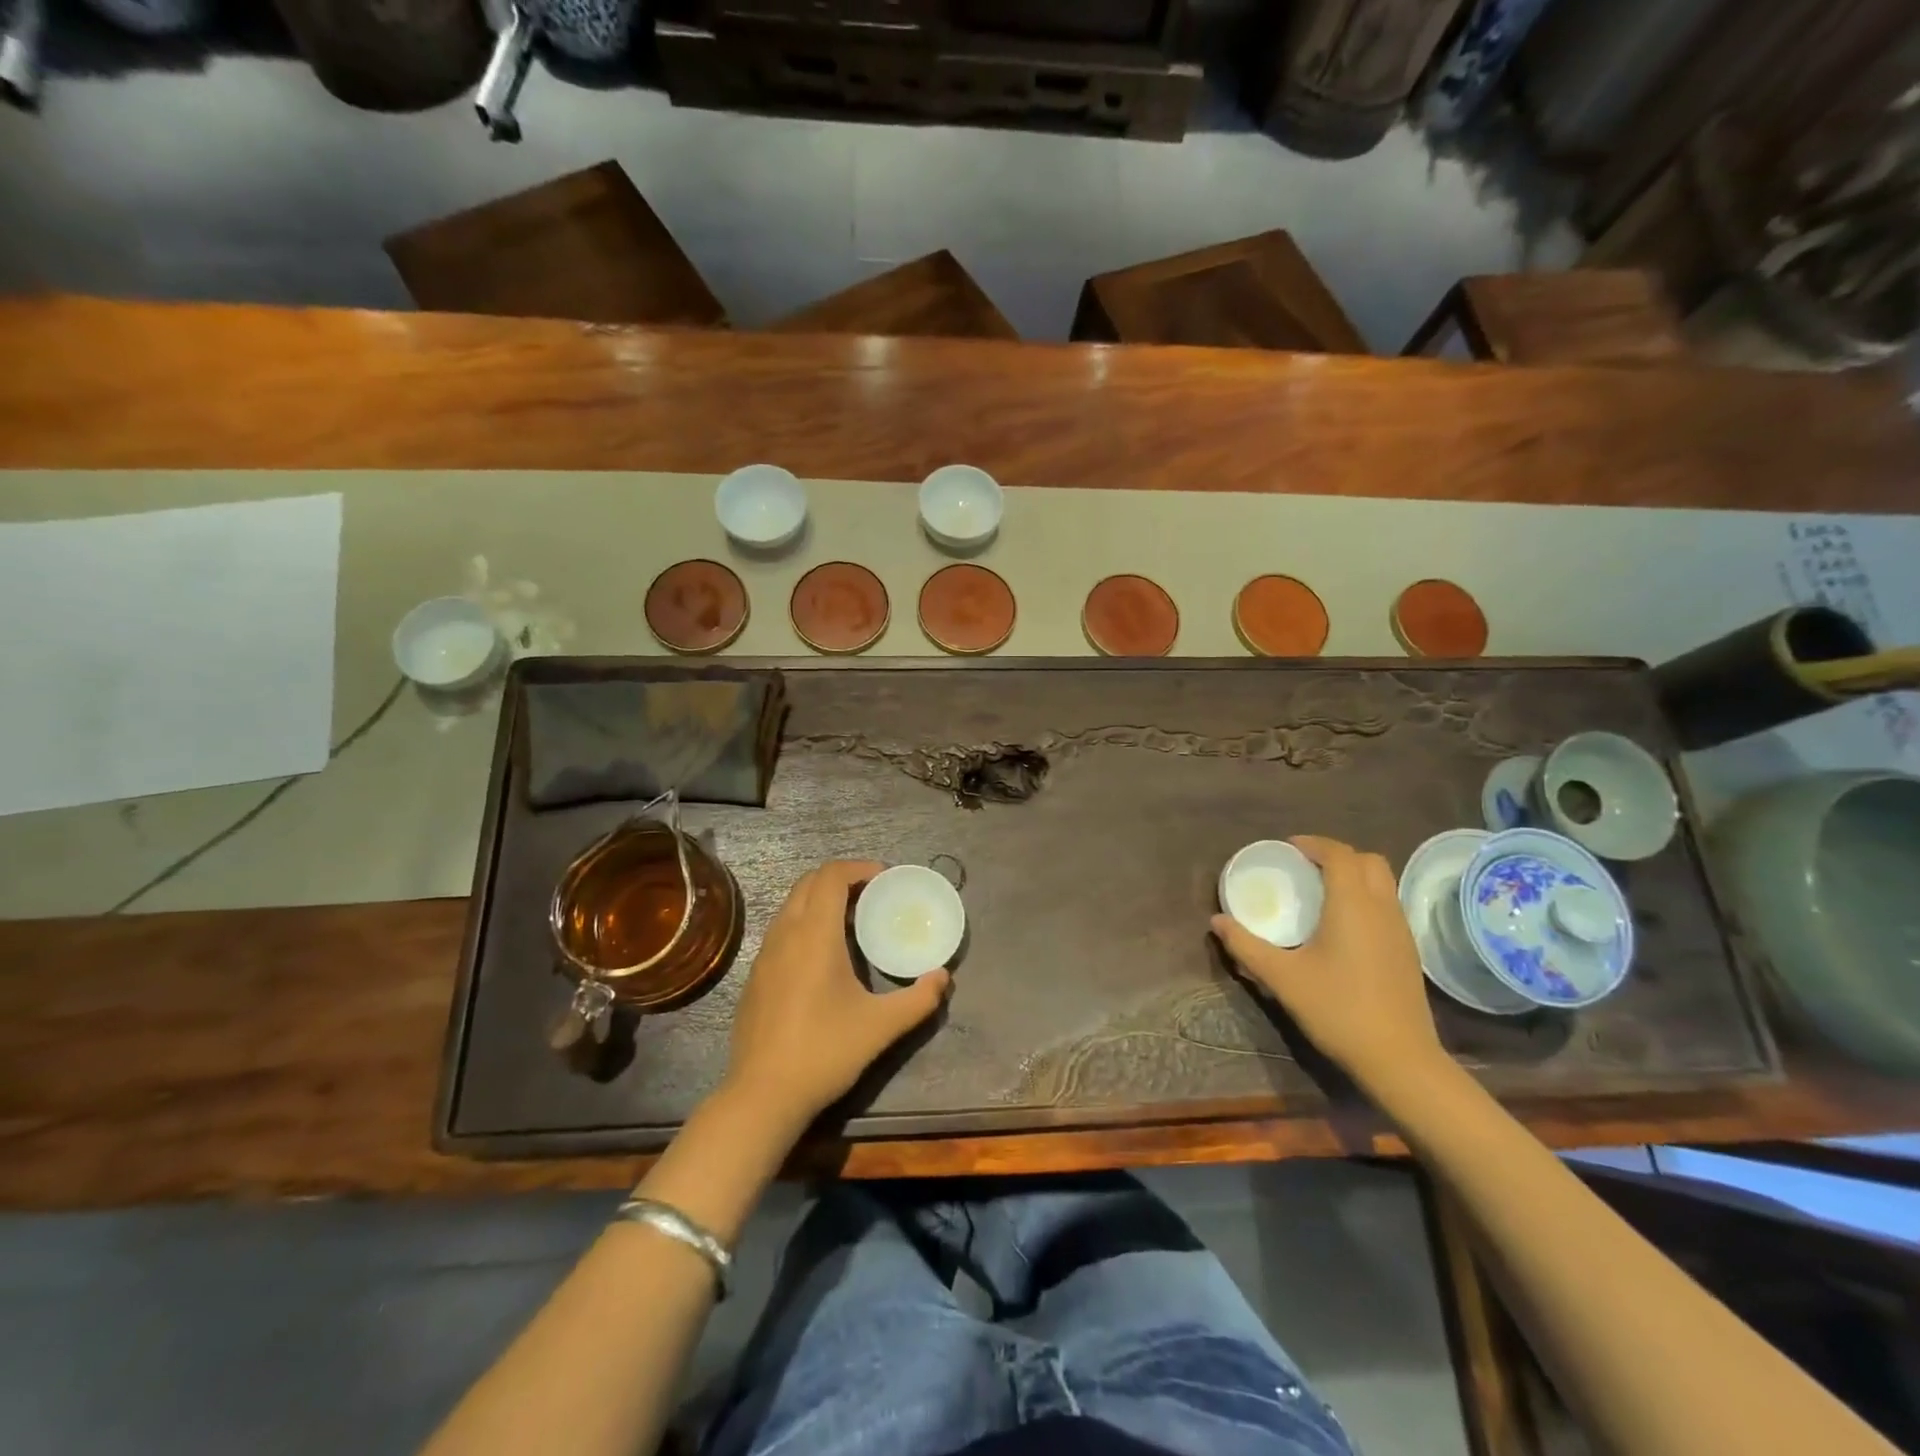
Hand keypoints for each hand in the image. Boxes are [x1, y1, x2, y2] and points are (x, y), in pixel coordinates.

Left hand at [723, 860, 950, 1126]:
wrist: (763, 1094)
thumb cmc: (825, 1051)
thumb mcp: (881, 1027)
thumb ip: (919, 999)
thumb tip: (943, 977)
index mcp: (814, 935)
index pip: (831, 876)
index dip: (859, 868)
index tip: (885, 879)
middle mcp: (785, 934)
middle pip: (809, 882)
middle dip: (841, 878)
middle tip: (872, 896)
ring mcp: (764, 954)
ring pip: (792, 905)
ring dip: (821, 899)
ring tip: (852, 921)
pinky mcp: (756, 975)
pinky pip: (782, 929)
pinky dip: (805, 922)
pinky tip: (824, 956)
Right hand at [1211, 835, 1444, 1089]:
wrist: (1399, 1059)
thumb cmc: (1337, 1010)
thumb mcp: (1282, 977)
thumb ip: (1246, 945)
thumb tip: (1216, 921)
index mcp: (1352, 905)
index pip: (1339, 854)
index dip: (1313, 843)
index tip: (1287, 849)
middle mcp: (1382, 908)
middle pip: (1369, 861)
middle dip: (1337, 856)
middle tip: (1305, 868)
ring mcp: (1401, 931)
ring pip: (1383, 883)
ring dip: (1354, 877)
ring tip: (1321, 894)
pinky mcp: (1408, 952)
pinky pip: (1387, 906)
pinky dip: (1365, 899)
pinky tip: (1342, 928)